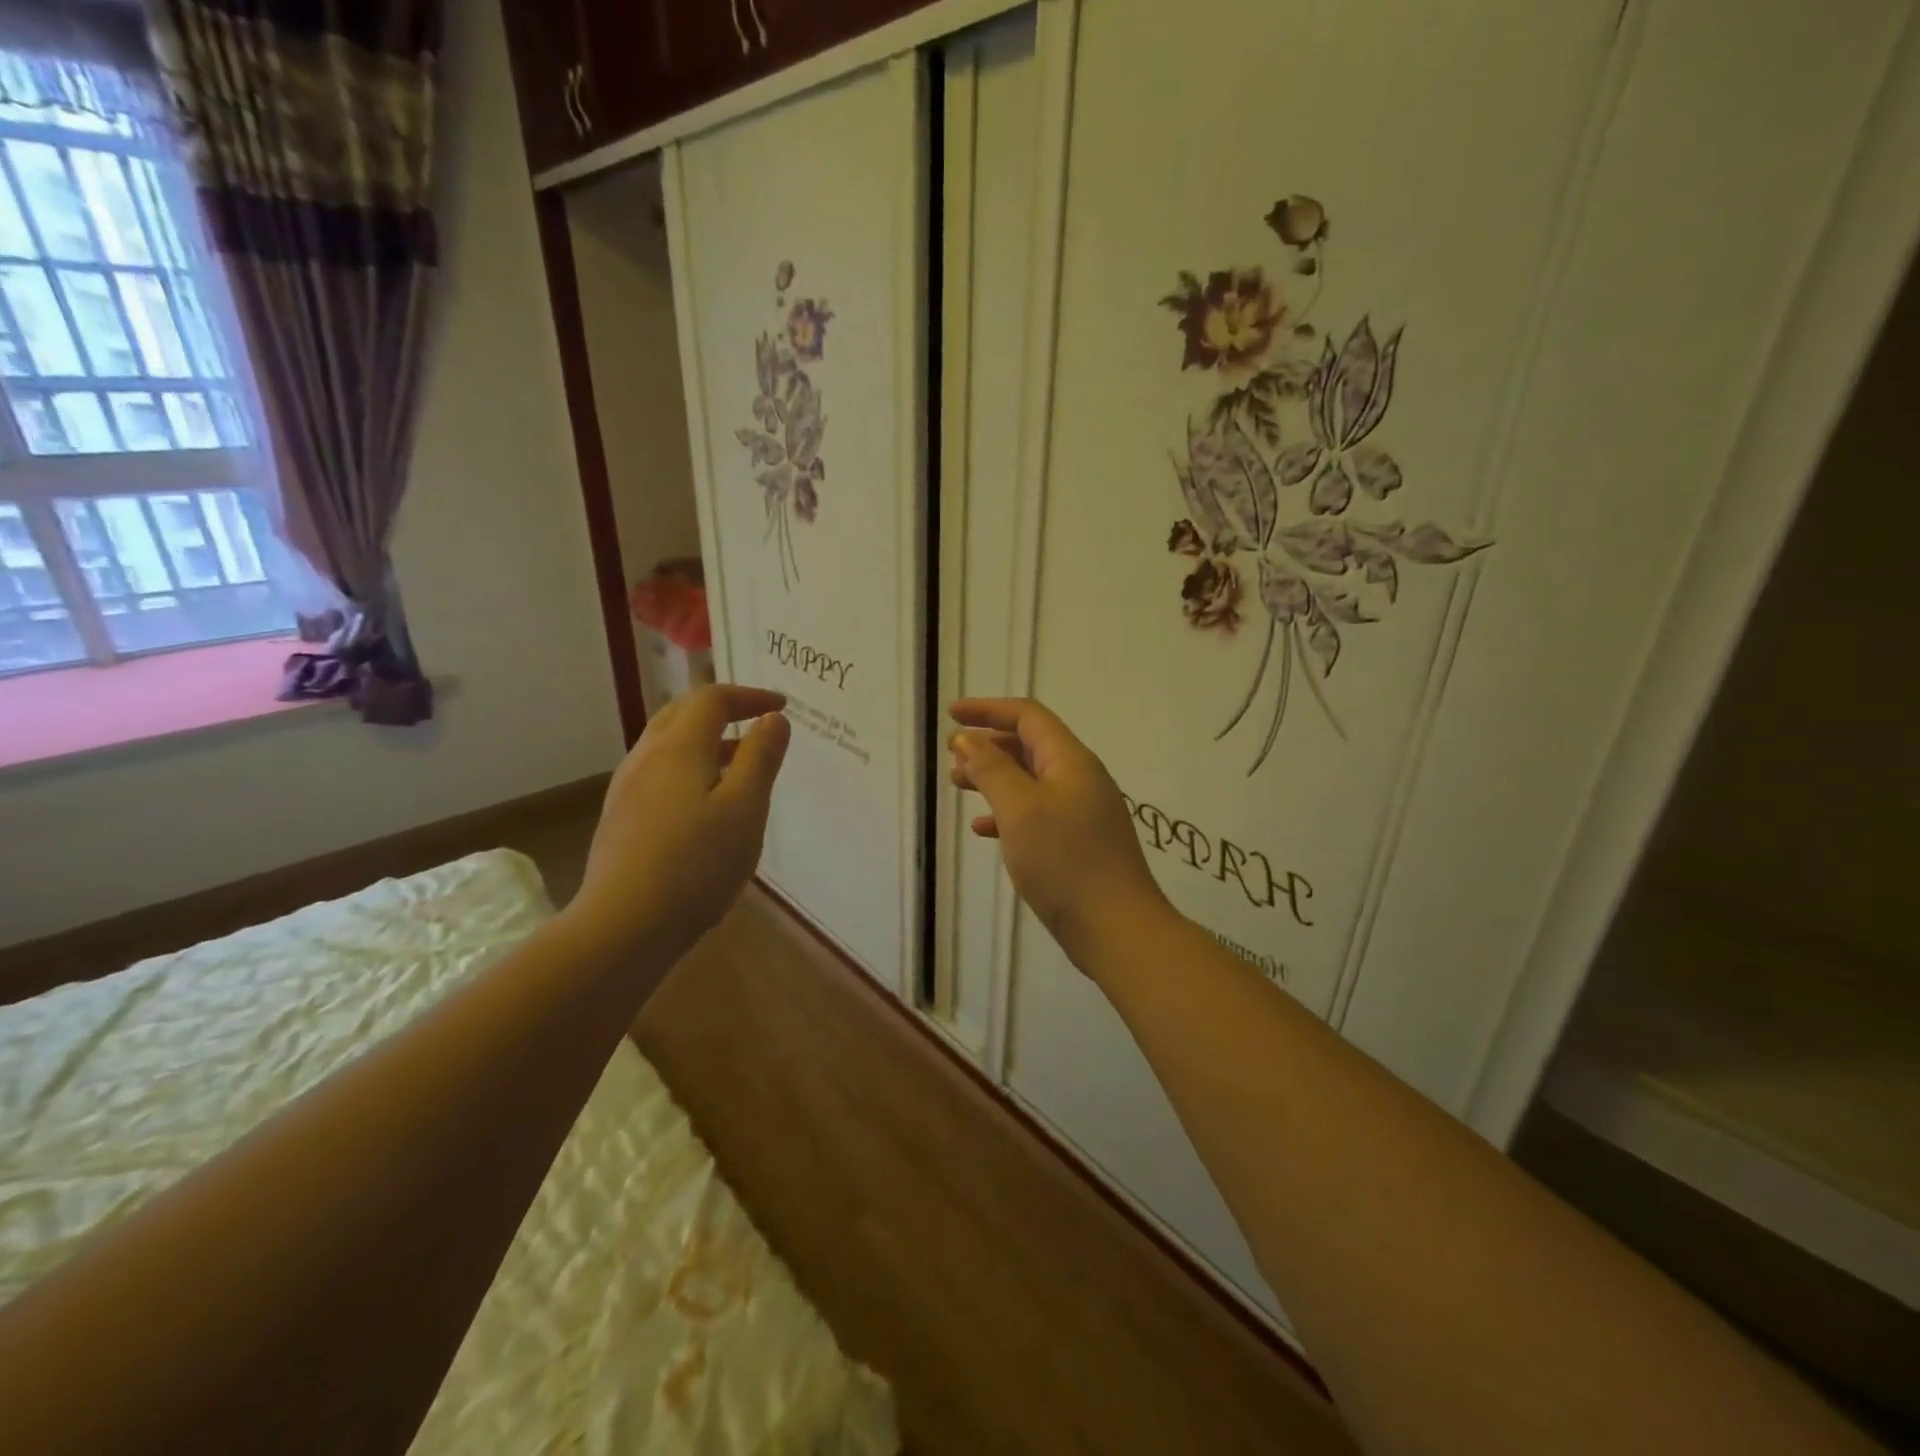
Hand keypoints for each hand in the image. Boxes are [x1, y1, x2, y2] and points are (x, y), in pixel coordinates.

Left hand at [568, 684, 791, 959]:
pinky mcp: (621, 817)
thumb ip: (761, 757)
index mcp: (679, 748)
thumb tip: (773, 719)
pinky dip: (689, 764)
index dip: (749, 696)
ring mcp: (627, 788)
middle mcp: (647, 757)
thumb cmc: (696, 863)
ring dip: (705, 738)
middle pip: (682, 712)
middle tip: (756, 721)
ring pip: (667, 743)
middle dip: (722, 709)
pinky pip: (659, 770)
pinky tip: (705, 800)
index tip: (781, 706)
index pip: (712, 699)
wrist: (624, 924)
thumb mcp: (745, 808)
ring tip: (739, 761)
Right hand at [949, 698, 1171, 966]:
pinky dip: (1008, 812)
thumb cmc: (1064, 861)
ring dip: (994, 777)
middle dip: (989, 744)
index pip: (1028, 716)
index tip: (951, 714)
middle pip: (1030, 745)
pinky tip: (982, 829)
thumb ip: (991, 769)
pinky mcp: (1078, 843)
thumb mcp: (1019, 809)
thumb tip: (966, 738)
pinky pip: (1037, 813)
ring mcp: (1081, 812)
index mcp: (1070, 761)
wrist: (1116, 928)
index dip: (988, 709)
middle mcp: (1079, 778)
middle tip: (952, 755)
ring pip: (1030, 780)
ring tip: (959, 785)